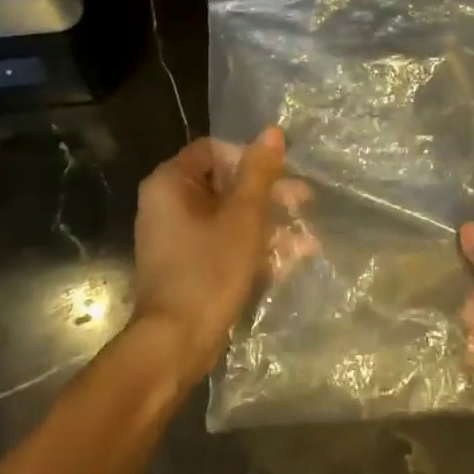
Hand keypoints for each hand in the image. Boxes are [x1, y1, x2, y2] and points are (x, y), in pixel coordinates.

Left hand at [131, 129, 285, 380]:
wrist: (176, 343)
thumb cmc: (209, 270)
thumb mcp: (243, 217)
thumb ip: (259, 172)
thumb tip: (272, 131)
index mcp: (171, 183)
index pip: (214, 150)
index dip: (251, 159)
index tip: (282, 176)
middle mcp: (166, 203)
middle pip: (224, 184)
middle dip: (268, 195)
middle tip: (305, 203)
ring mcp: (175, 237)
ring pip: (228, 216)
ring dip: (268, 224)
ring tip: (307, 239)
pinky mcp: (186, 265)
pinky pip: (222, 243)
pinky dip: (252, 247)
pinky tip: (290, 260)